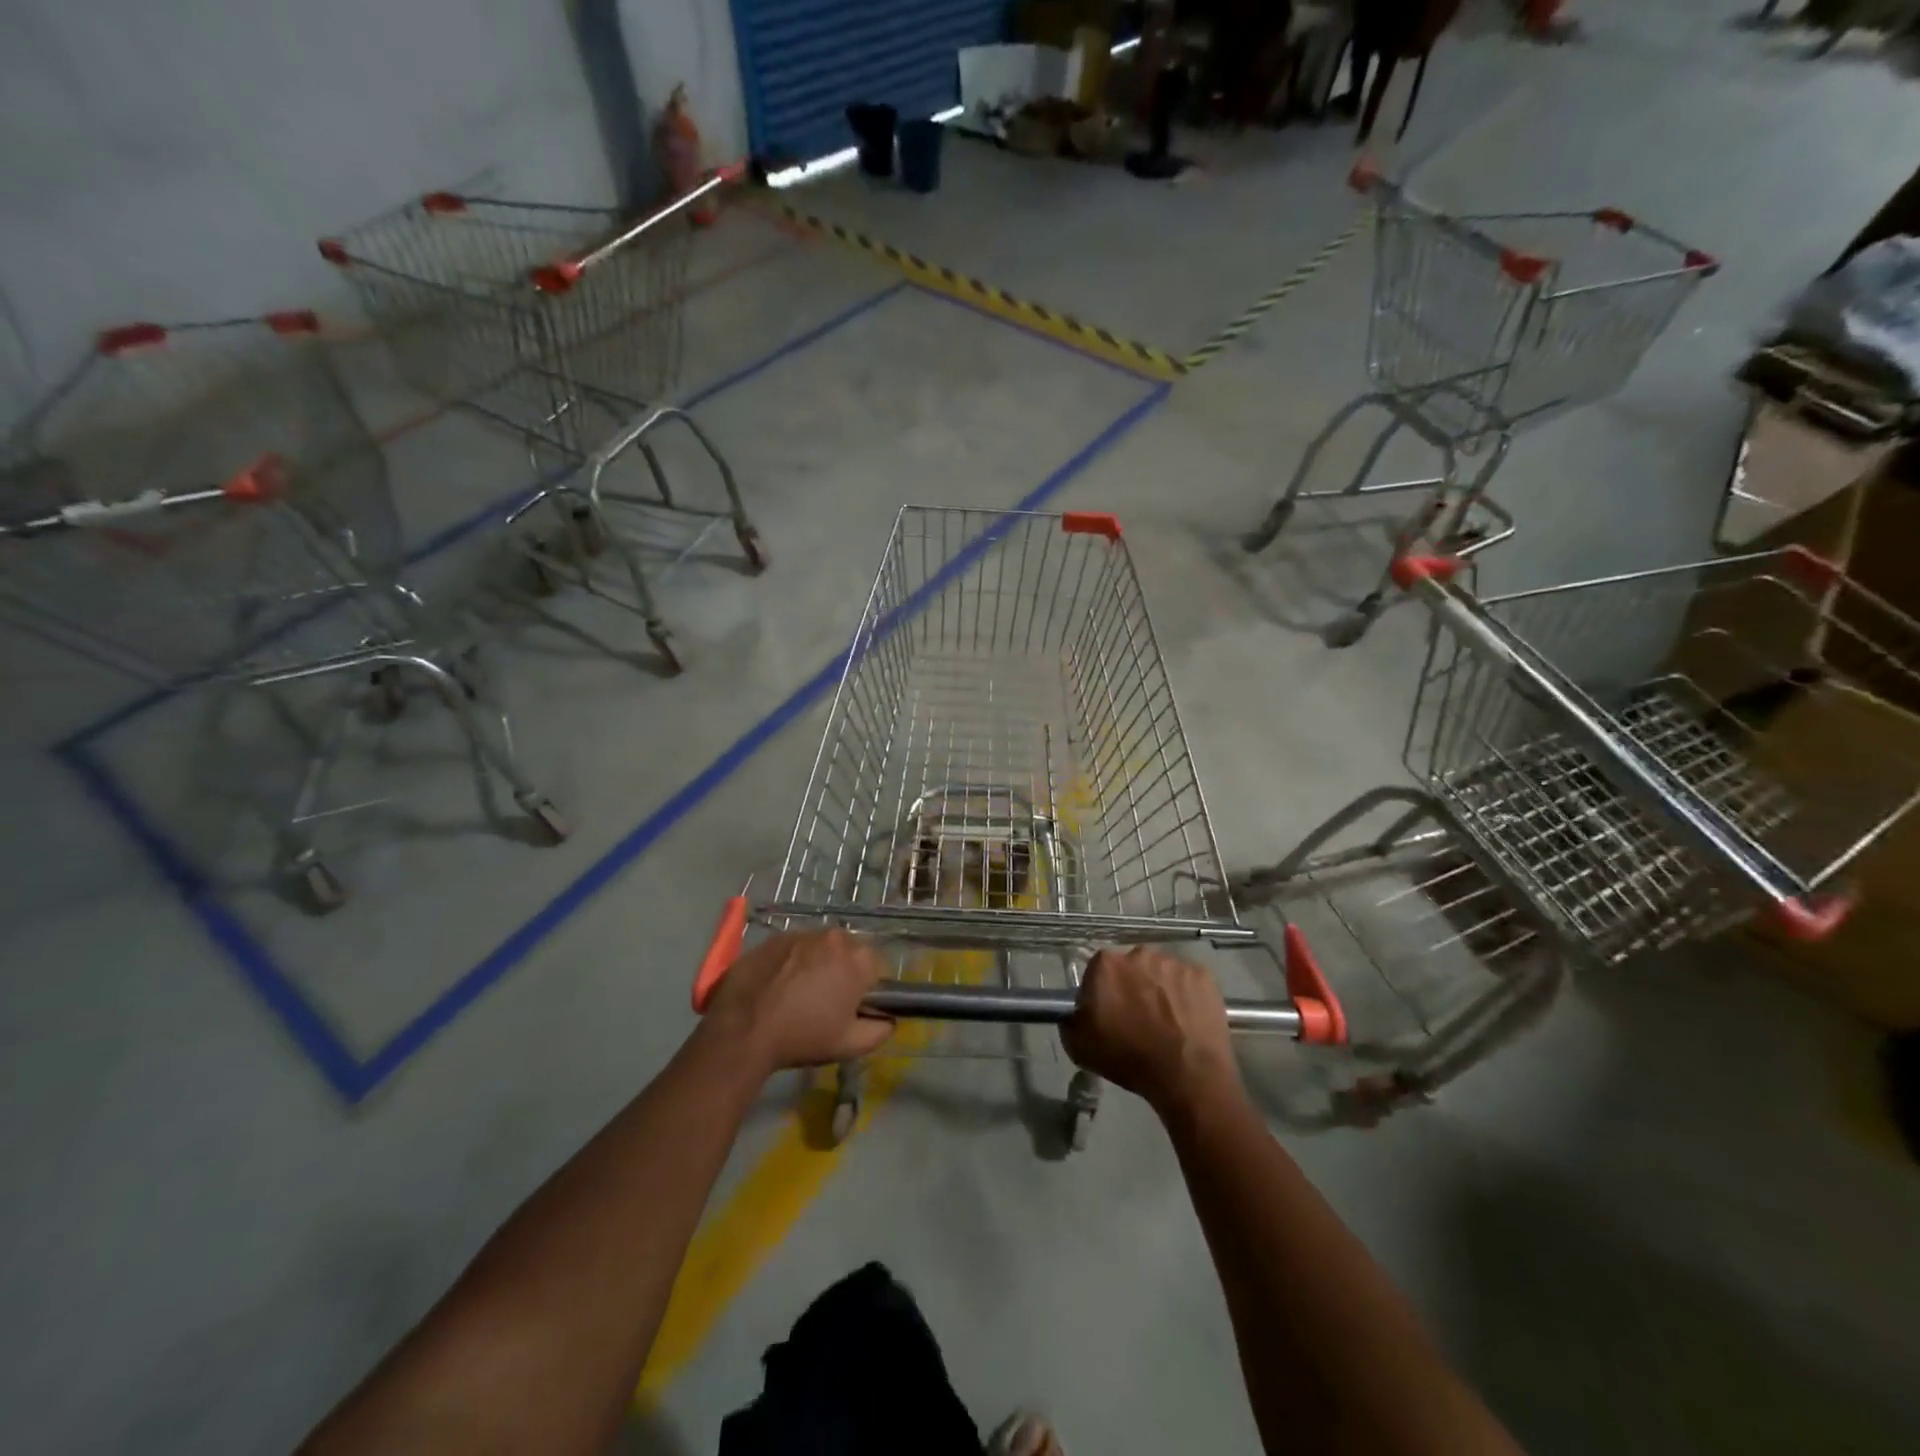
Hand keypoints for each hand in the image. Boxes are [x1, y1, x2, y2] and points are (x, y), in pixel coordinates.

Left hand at [702, 928, 893, 1071]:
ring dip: (816, 963)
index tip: (852, 1006)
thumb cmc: (802, 1037)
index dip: (867, 988)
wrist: (742, 1030)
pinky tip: (777, 984)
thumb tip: (889, 1020)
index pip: (876, 967)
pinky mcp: (774, 937)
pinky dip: (791, 961)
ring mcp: (802, 933)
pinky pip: (793, 946)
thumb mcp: (850, 1045)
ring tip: (797, 992)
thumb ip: (880, 1031)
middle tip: (825, 1000)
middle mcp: (834, 937)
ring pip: (820, 946)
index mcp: (858, 960)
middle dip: (842, 970)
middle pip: (848, 952)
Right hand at [1062, 947, 1240, 1116]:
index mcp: (1106, 964)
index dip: (1102, 992)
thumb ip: (1070, 1019)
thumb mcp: (1079, 1046)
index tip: (1108, 1014)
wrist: (1188, 1076)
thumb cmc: (1129, 1059)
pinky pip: (1187, 981)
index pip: (1097, 971)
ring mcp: (1174, 962)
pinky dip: (1186, 995)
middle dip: (1131, 986)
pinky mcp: (1203, 975)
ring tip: (1167, 1022)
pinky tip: (1187, 1020)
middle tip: (1138, 1018)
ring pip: (1160, 972)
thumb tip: (1077, 1012)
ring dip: (1159, 989)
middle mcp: (1139, 953)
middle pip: (1131, 967)